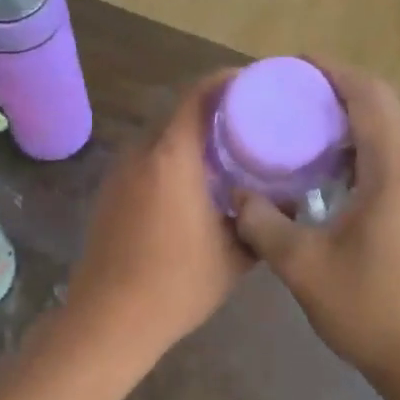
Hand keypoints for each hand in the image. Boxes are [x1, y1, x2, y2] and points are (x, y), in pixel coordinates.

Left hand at [62, 72, 252, 359]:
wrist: (109, 319)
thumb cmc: (177, 284)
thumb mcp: (235, 255)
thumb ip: (263, 221)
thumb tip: (290, 201)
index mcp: (172, 157)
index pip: (198, 95)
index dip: (226, 80)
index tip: (255, 83)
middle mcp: (141, 153)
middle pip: (178, 112)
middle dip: (213, 108)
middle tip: (251, 119)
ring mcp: (119, 172)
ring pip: (160, 136)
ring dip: (190, 135)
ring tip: (227, 150)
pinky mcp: (109, 192)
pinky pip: (146, 158)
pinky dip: (172, 157)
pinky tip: (194, 183)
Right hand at [234, 64, 399, 393]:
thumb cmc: (375, 311)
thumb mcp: (304, 267)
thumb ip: (264, 224)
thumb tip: (239, 196)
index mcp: (398, 169)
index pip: (368, 95)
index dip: (331, 72)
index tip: (293, 64)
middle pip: (383, 107)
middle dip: (338, 93)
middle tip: (290, 96)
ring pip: (391, 136)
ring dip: (352, 124)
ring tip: (303, 130)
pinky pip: (396, 162)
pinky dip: (363, 153)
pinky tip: (329, 176)